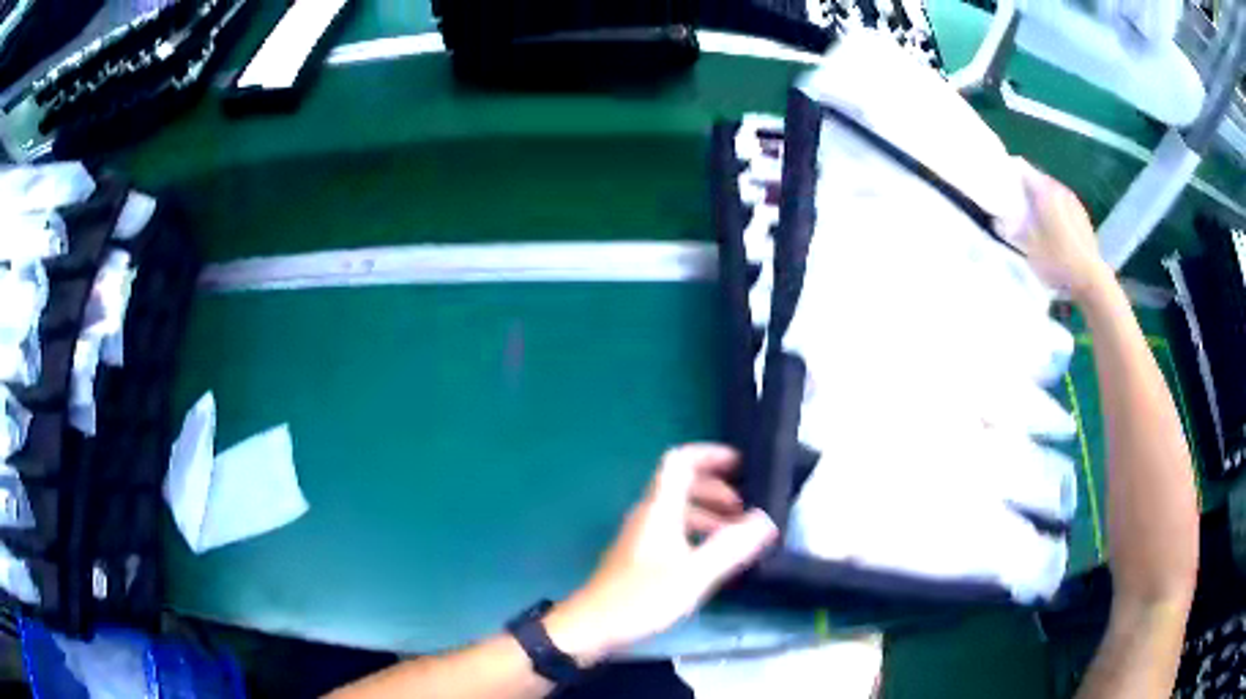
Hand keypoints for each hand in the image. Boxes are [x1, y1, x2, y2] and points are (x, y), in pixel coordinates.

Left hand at [545, 444, 777, 664]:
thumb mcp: (695, 574)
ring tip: (736, 535)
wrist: (592, 625)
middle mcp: (648, 514)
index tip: (741, 464)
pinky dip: (696, 533)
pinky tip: (712, 557)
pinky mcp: (638, 555)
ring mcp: (641, 535)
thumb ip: (731, 546)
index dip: (710, 454)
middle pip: (682, 484)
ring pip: (678, 510)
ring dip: (709, 514)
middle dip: (717, 489)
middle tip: (745, 509)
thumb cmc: (642, 597)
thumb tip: (765, 520)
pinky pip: (672, 530)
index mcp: (659, 509)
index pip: (680, 461)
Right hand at [1013, 160, 1112, 300]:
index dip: (1010, 174)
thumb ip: (1013, 230)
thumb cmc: (1059, 261)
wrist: (1092, 279)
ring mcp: (1074, 202)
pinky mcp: (1083, 217)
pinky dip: (1055, 209)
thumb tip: (998, 221)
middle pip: (1038, 179)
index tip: (1001, 185)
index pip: (1022, 169)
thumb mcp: (1029, 248)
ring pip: (1052, 192)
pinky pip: (1063, 204)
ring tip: (1034, 216)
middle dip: (1026, 187)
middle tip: (1015, 202)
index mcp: (1045, 191)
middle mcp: (1060, 189)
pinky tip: (1052, 227)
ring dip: (1042, 199)